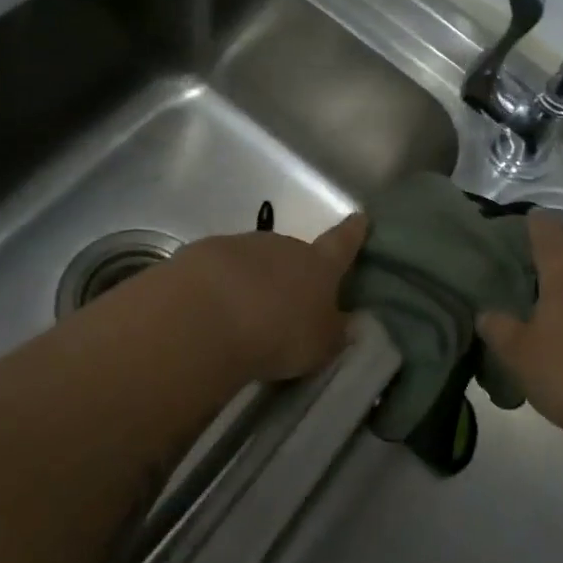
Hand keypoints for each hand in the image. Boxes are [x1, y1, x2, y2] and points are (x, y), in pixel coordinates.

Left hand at [161, 214, 368, 382]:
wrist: (207, 316)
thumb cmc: (279, 332)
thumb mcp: (319, 345)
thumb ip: (334, 332)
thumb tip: (348, 323)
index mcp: (319, 264)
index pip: (342, 243)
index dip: (353, 232)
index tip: (360, 217)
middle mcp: (283, 245)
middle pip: (293, 254)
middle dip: (290, 274)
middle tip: (283, 306)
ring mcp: (241, 244)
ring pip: (253, 260)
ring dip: (252, 280)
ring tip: (242, 317)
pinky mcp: (202, 253)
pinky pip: (217, 270)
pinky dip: (218, 286)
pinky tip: (210, 312)